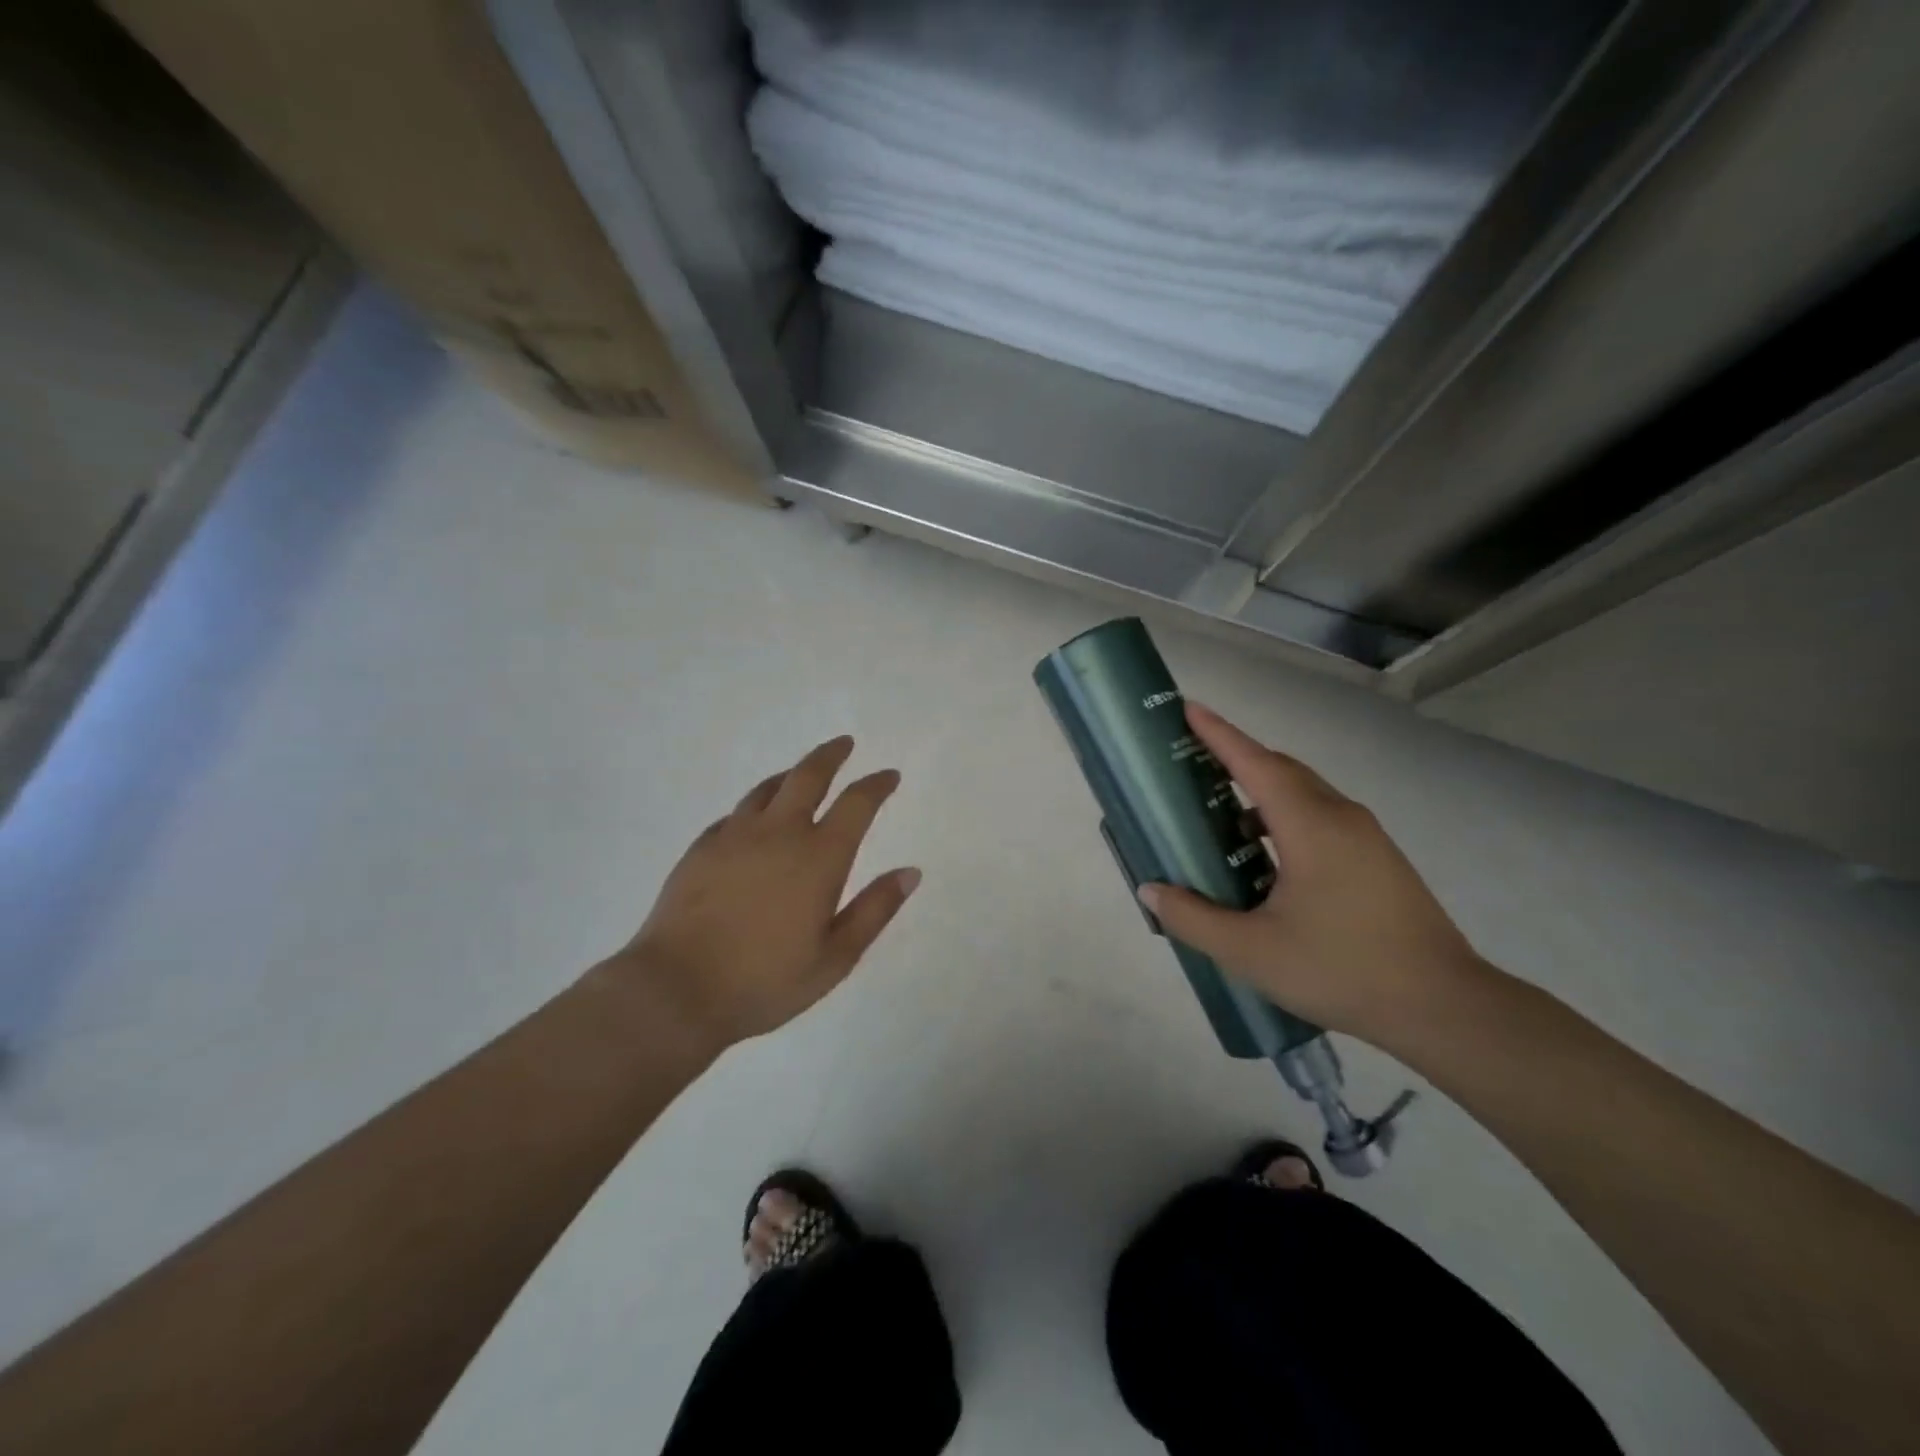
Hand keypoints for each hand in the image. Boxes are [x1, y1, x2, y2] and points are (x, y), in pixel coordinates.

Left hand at [602, 737, 919, 1051]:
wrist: (675, 991)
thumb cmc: (765, 981)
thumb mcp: (835, 958)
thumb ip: (874, 910)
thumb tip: (910, 872)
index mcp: (819, 857)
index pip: (857, 803)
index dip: (876, 785)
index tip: (888, 776)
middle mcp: (779, 833)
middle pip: (808, 776)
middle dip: (831, 755)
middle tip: (844, 744)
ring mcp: (734, 836)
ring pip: (767, 788)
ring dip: (790, 775)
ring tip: (799, 775)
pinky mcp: (701, 848)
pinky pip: (735, 814)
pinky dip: (755, 807)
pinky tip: (753, 820)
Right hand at [1138, 703, 1482, 1048]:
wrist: (1444, 1008)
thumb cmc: (1341, 970)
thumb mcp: (1251, 952)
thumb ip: (1193, 918)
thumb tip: (1151, 890)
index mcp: (1310, 826)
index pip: (1255, 763)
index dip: (1219, 734)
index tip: (1187, 708)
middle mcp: (1340, 817)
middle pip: (1281, 770)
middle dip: (1236, 758)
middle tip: (1191, 763)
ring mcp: (1366, 838)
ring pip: (1303, 795)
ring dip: (1260, 794)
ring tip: (1220, 817)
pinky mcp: (1378, 861)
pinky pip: (1320, 819)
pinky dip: (1283, 819)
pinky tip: (1264, 859)